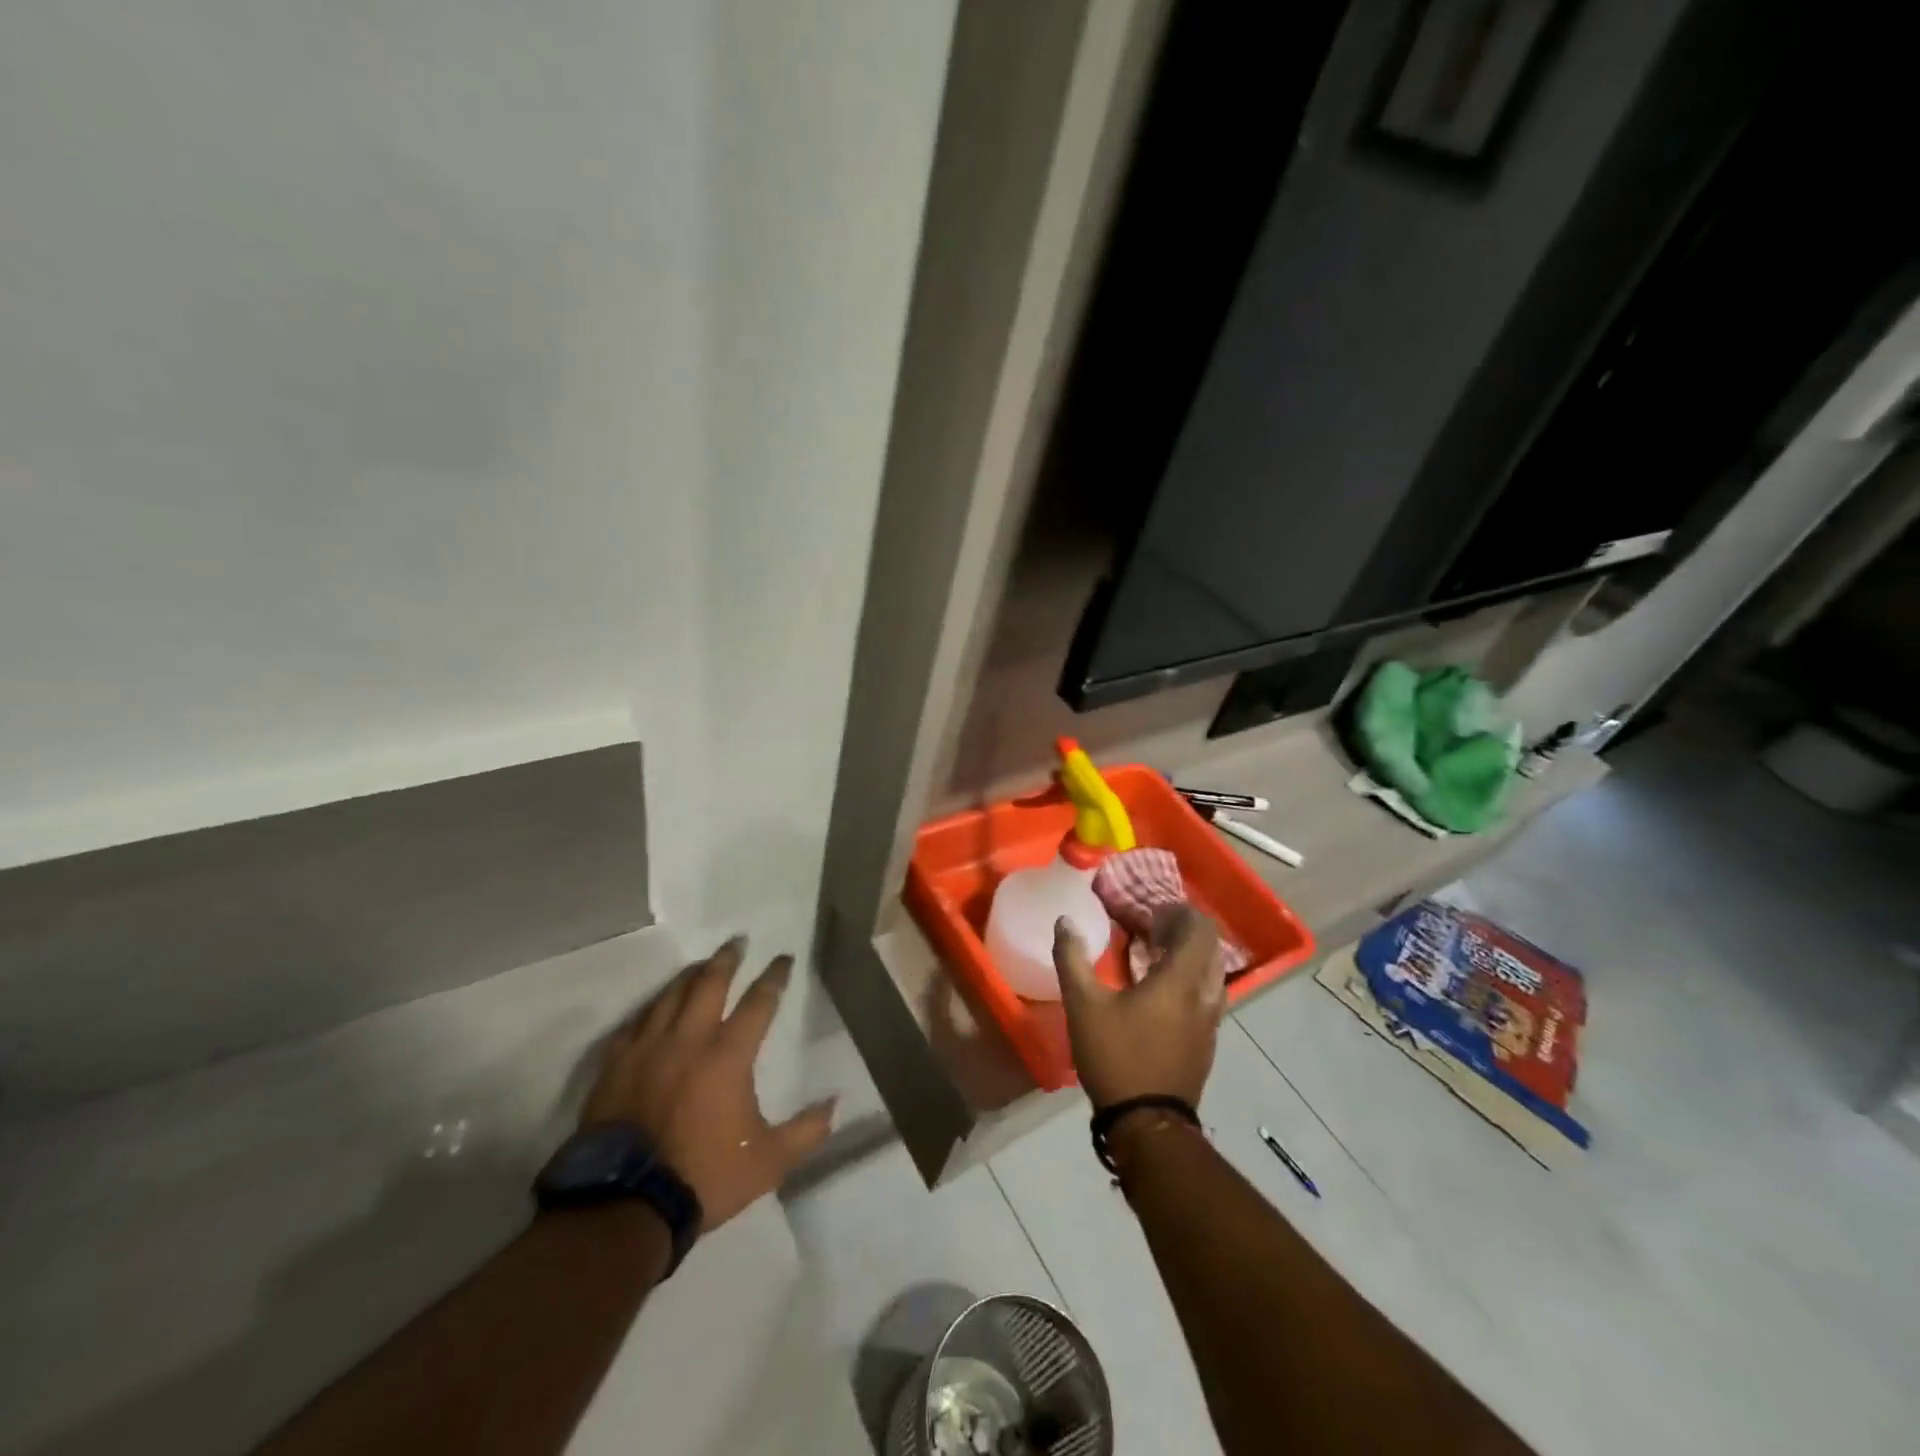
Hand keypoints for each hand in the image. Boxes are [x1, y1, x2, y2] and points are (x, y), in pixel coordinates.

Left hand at [581, 937, 835, 1233]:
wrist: (624, 1206)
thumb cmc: (703, 1177)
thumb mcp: (768, 1161)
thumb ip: (806, 1131)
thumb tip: (837, 1103)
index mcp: (728, 1056)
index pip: (758, 1003)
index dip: (774, 977)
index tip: (783, 959)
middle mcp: (688, 1040)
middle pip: (709, 983)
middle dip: (727, 959)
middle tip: (738, 941)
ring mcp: (646, 1050)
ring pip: (670, 996)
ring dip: (690, 975)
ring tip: (701, 965)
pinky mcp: (615, 1066)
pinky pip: (635, 1023)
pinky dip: (651, 1008)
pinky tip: (655, 1008)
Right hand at [1054, 907, 1226, 1110]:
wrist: (1148, 1125)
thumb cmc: (1117, 1057)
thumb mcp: (1083, 1006)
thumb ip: (1072, 959)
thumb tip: (1064, 922)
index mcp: (1180, 980)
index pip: (1199, 929)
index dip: (1179, 913)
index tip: (1150, 912)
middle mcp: (1204, 995)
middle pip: (1209, 948)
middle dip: (1184, 931)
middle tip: (1150, 928)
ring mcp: (1211, 1021)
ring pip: (1212, 973)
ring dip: (1189, 956)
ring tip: (1155, 956)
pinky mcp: (1207, 1041)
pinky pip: (1207, 995)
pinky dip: (1190, 980)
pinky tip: (1160, 992)